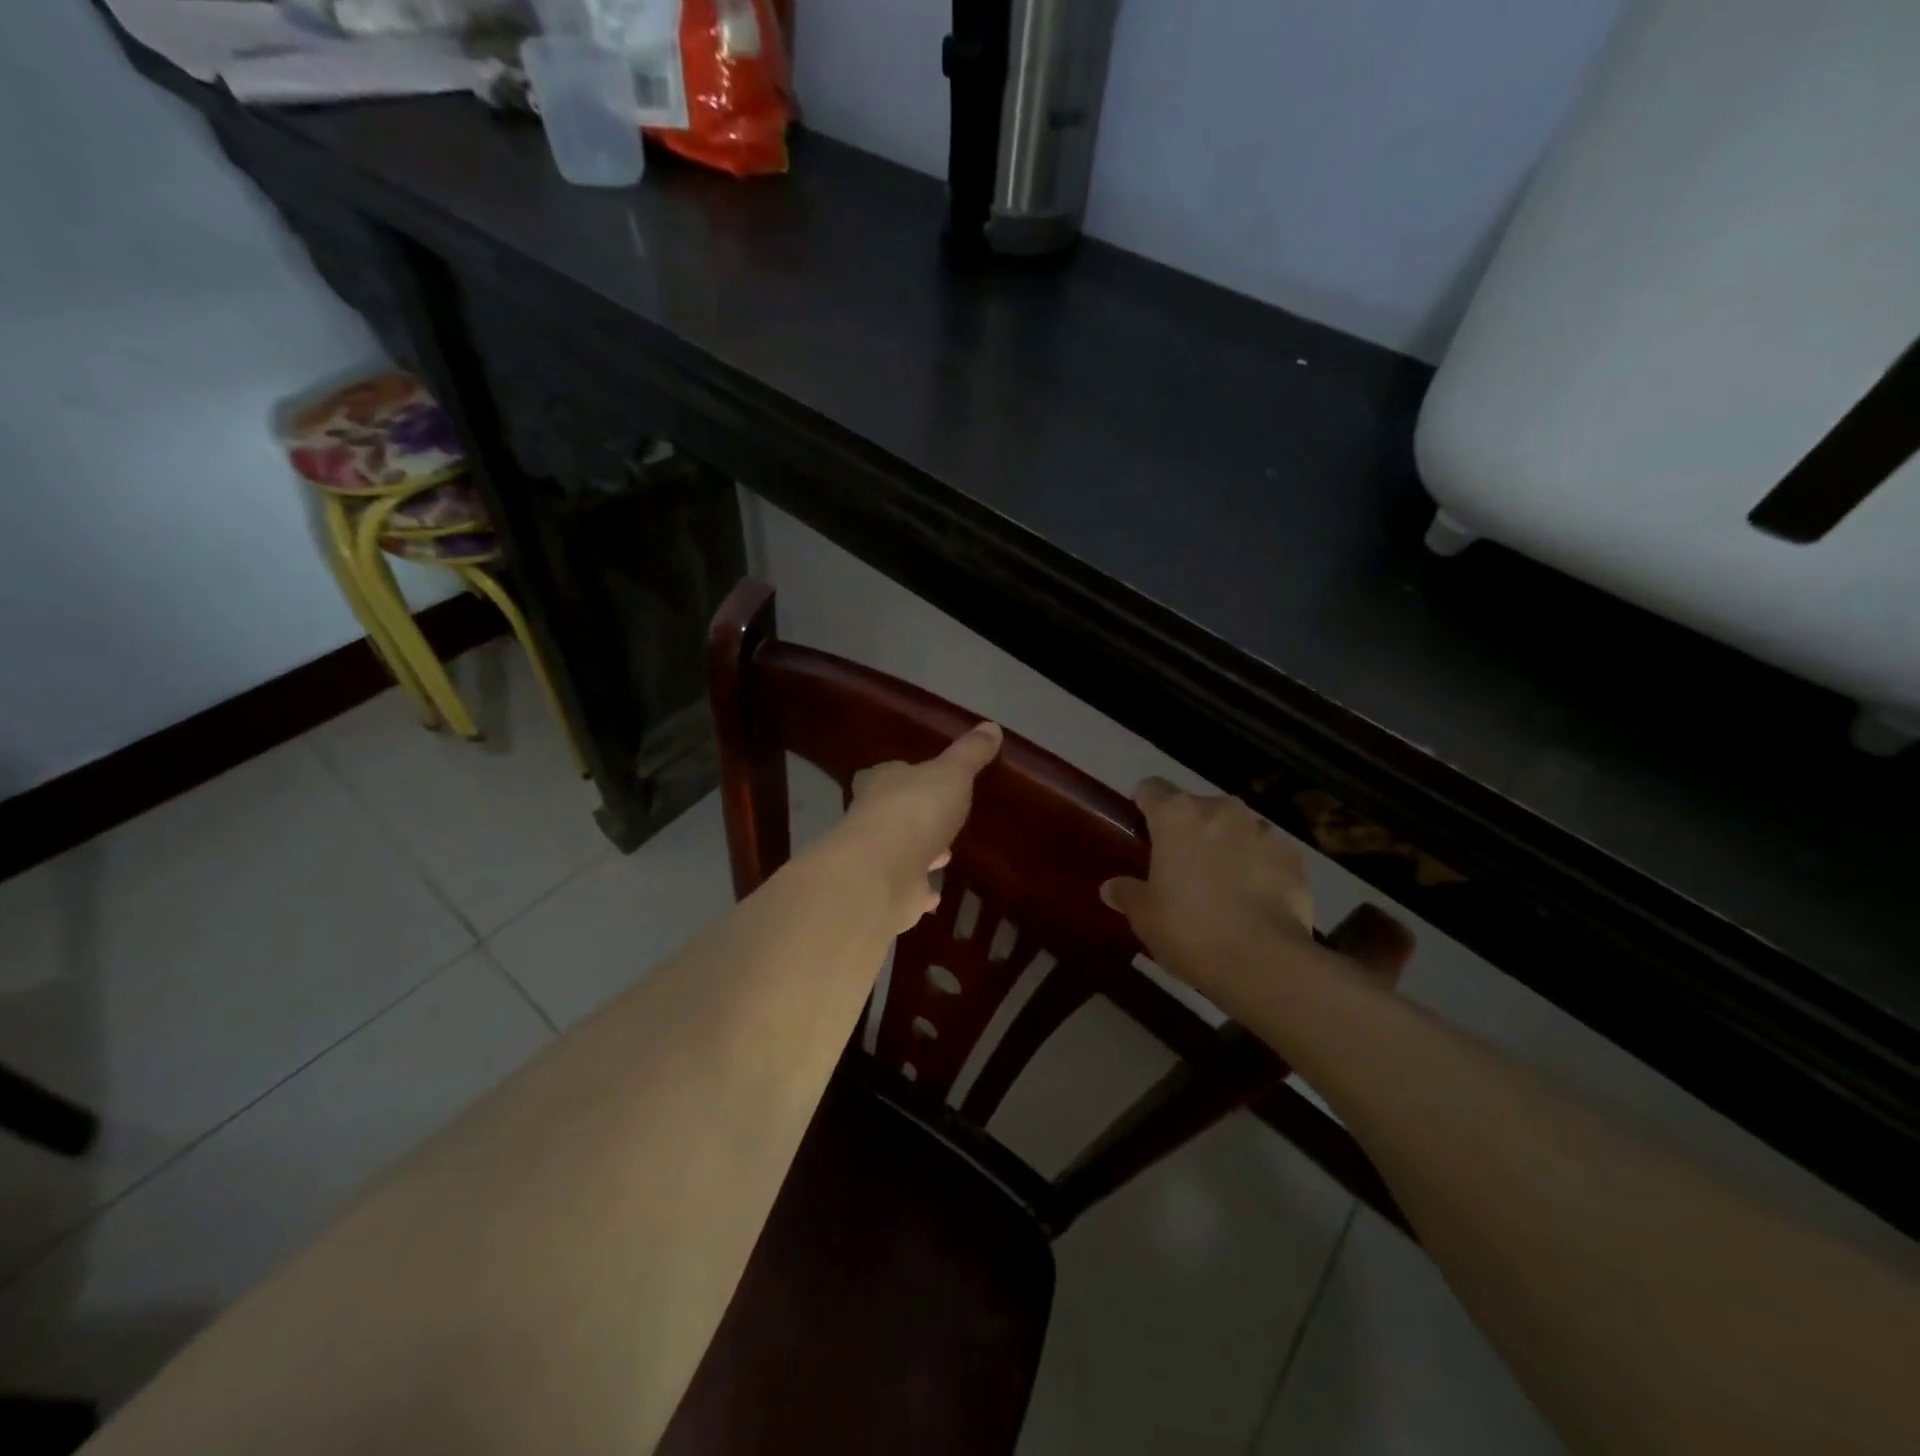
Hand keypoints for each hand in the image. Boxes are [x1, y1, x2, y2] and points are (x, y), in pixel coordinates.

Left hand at [839, 722, 1002, 930]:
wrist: (882, 873)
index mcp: (882, 783)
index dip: (903, 775)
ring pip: (901, 852)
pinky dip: (919, 891)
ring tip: (946, 855)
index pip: (886, 773)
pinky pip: (907, 889)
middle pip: (893, 813)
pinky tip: (934, 895)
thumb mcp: (952, 773)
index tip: (921, 778)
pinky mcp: (886, 894)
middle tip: (941, 820)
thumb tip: (991, 726)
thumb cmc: (916, 810)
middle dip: (917, 817)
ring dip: (920, 853)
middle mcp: (872, 818)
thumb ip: (970, 753)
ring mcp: (877, 859)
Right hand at [1099, 778, 1317, 995]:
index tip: (1141, 830)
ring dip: (1226, 846)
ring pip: (1235, 828)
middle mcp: (1221, 810)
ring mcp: (1262, 830)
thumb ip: (1127, 893)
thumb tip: (1110, 887)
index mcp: (1176, 815)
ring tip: (1222, 885)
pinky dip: (1259, 867)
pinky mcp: (1294, 857)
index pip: (1151, 788)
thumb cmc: (1189, 930)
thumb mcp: (1145, 917)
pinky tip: (1254, 901)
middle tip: (1180, 867)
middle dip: (1188, 829)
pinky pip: (1267, 853)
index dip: (1144, 805)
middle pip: (1196, 807)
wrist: (1264, 962)